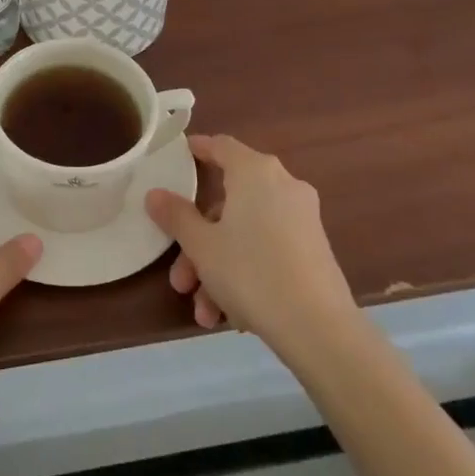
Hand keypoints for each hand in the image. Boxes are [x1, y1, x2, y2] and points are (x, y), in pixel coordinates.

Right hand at [145, 134, 353, 354]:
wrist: (320, 329)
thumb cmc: (251, 272)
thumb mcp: (202, 245)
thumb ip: (176, 216)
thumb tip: (154, 193)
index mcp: (255, 173)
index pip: (221, 146)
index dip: (197, 149)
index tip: (177, 157)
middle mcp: (283, 186)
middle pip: (228, 204)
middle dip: (198, 243)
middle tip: (180, 277)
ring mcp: (302, 219)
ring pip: (246, 234)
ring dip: (218, 269)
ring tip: (204, 311)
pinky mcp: (314, 251)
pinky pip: (268, 251)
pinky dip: (245, 274)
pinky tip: (231, 316)